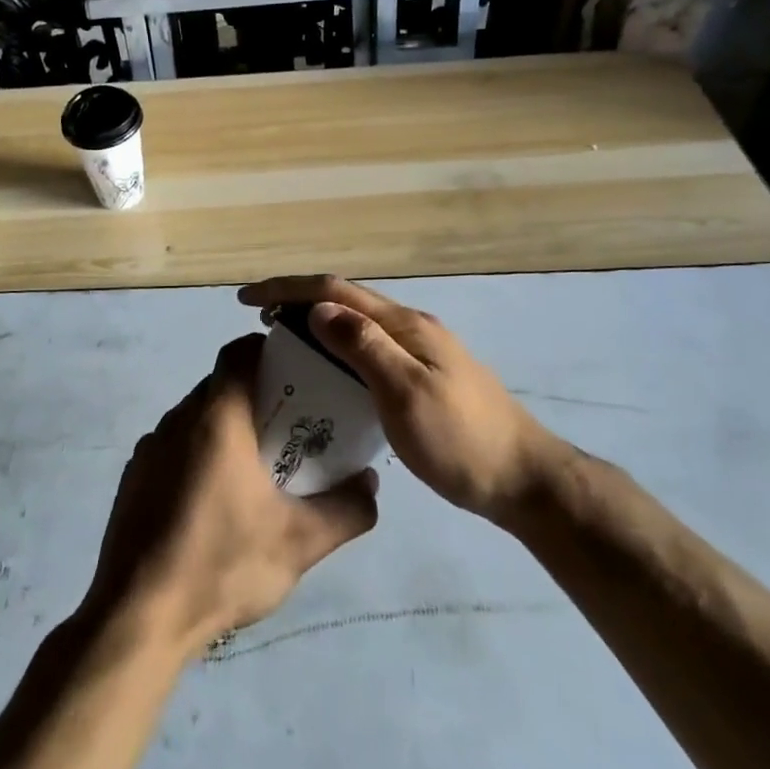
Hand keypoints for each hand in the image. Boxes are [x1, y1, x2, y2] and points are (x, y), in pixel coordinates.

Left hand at [84, 335, 377, 652]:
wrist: (136, 620)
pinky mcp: (133, 480)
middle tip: (291, 425)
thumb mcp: (300, 543)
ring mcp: (149, 449)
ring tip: (257, 465)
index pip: (239, 353)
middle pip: (220, 385)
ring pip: (195, 417)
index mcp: (217, 418)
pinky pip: (173, 447)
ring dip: (225, 428)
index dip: (268, 351)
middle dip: (256, 394)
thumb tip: (371, 482)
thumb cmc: (221, 565)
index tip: (297, 371)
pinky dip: (198, 454)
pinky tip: (214, 502)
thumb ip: (347, 509)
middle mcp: (178, 420)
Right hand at [238, 275, 560, 524]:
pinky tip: (326, 375)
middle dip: (298, 302)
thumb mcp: (406, 394)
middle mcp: (410, 329)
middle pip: (345, 302)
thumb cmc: (461, 440)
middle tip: (258, 323)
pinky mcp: (424, 376)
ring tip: (282, 345)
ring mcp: (420, 352)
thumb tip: (318, 309)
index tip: (247, 299)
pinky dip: (338, 351)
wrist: (523, 480)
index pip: (335, 292)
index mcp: (404, 325)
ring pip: (357, 326)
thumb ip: (363, 347)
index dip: (288, 289)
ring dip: (317, 326)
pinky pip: (369, 350)